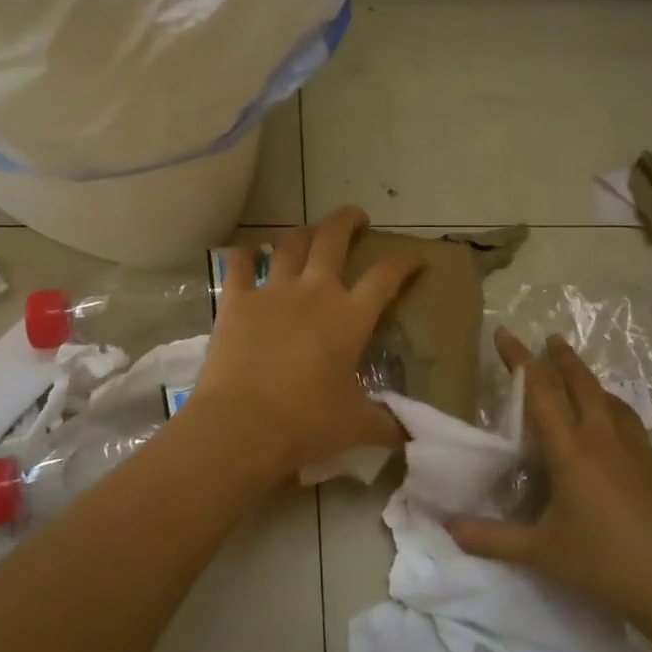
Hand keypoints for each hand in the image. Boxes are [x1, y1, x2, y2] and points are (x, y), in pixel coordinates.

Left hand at [192, 207, 420, 477]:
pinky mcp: (237, 301)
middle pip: (333, 239)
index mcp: (350, 317)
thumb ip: (385, 424)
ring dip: (302, 233)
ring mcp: (273, 291)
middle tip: (357, 217)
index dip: (404, 262)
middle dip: (348, 220)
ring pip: (290, 244)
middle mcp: (314, 292)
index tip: (414, 258)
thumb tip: (408, 435)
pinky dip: (243, 255)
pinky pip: (239, 265)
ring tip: (308, 233)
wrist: (244, 424)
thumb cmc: (307, 422)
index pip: (386, 277)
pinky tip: (246, 252)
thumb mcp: (355, 426)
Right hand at [447, 329, 651, 637]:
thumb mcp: (542, 554)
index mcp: (571, 451)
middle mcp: (607, 440)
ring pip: (617, 406)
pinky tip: (628, 459)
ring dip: (597, 389)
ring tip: (588, 387)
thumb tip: (449, 528)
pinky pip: (645, 443)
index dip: (519, 359)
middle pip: (583, 383)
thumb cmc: (607, 565)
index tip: (505, 332)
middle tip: (553, 339)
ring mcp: (646, 452)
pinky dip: (628, 438)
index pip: (539, 391)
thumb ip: (493, 539)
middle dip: (564, 358)